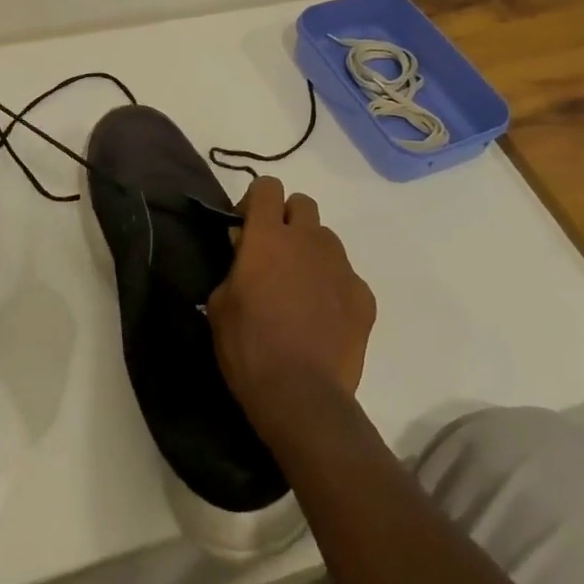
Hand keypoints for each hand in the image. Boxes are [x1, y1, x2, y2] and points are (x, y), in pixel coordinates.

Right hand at [206, 177, 375, 440]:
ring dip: (311, 251)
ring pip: (326, 239)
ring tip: (300, 288)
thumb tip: (244, 249)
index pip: (267, 186)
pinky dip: (334, 287)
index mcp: (268, 237)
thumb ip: (234, 266)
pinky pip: (347, 276)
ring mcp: (341, 266)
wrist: (302, 396)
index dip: (255, 200)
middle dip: (287, 218)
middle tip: (274, 253)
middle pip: (302, 203)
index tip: (245, 227)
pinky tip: (323, 317)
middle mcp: (308, 240)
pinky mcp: (364, 296)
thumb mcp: (220, 304)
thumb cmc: (249, 347)